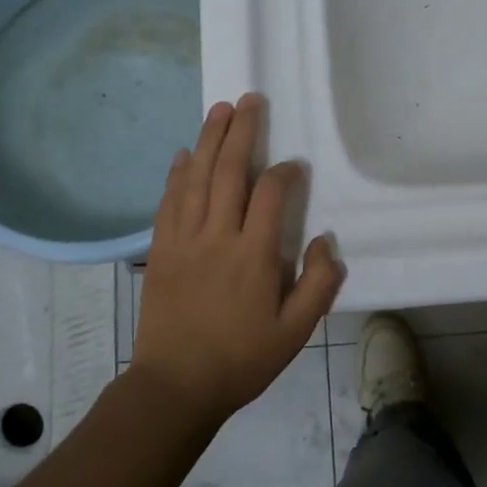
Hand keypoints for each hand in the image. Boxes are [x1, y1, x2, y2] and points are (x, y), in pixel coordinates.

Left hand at [132, 94, 344, 422]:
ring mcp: (183, 240)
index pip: (270, 194)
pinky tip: (184, 154)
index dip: (285, 173)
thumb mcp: (295, 333)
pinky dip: (177, 173)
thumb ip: (318, 285)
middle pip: (229, 171)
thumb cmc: (241, 360)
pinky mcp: (160, 250)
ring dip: (208, 140)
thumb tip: (325, 241)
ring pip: (196, 177)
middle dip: (241, 131)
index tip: (294, 168)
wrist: (175, 386)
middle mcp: (216, 236)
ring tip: (219, 109)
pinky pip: (168, 201)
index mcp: (253, 255)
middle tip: (250, 100)